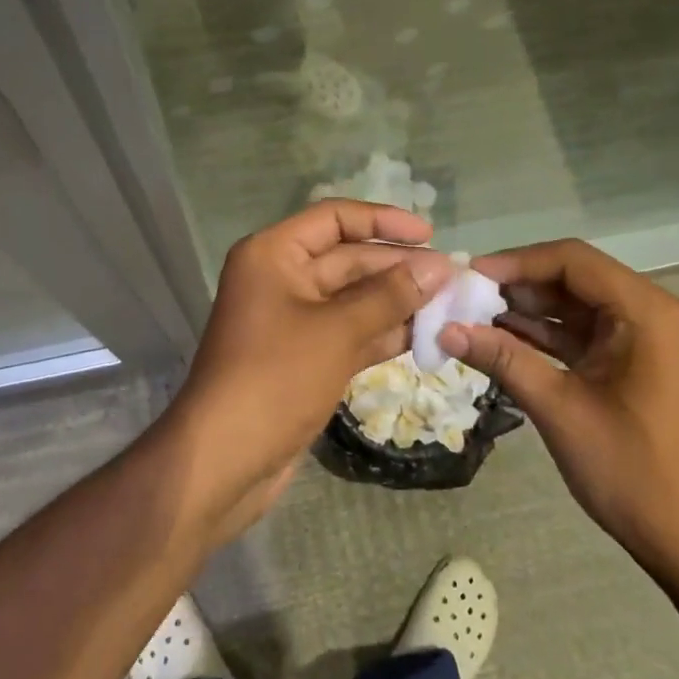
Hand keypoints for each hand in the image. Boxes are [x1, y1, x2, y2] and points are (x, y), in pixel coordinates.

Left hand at [165, 201, 452, 538]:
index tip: (430, 234)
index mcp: (274, 255)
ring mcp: (293, 321)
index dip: (383, 221)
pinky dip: (383, 334)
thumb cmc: (276, 379)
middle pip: (348, 259)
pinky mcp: (304, 358)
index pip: (335, 217)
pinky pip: (350, 333)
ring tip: (451, 305)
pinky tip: (426, 336)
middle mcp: (281, 279)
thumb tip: (439, 268)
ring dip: (398, 302)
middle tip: (454, 278)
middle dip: (399, 267)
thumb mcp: (338, 331)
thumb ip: (390, 295)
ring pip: (354, 299)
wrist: (224, 461)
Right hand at [437, 239, 678, 587]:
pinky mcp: (649, 365)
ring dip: (534, 311)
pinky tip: (509, 341)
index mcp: (650, 313)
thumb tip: (446, 330)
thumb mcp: (561, 411)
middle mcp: (659, 314)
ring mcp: (656, 340)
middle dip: (521, 286)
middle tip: (466, 298)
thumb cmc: (635, 473)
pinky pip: (595, 336)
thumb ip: (504, 360)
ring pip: (584, 308)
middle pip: (579, 279)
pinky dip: (555, 337)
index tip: (469, 276)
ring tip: (477, 318)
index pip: (574, 261)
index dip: (517, 262)